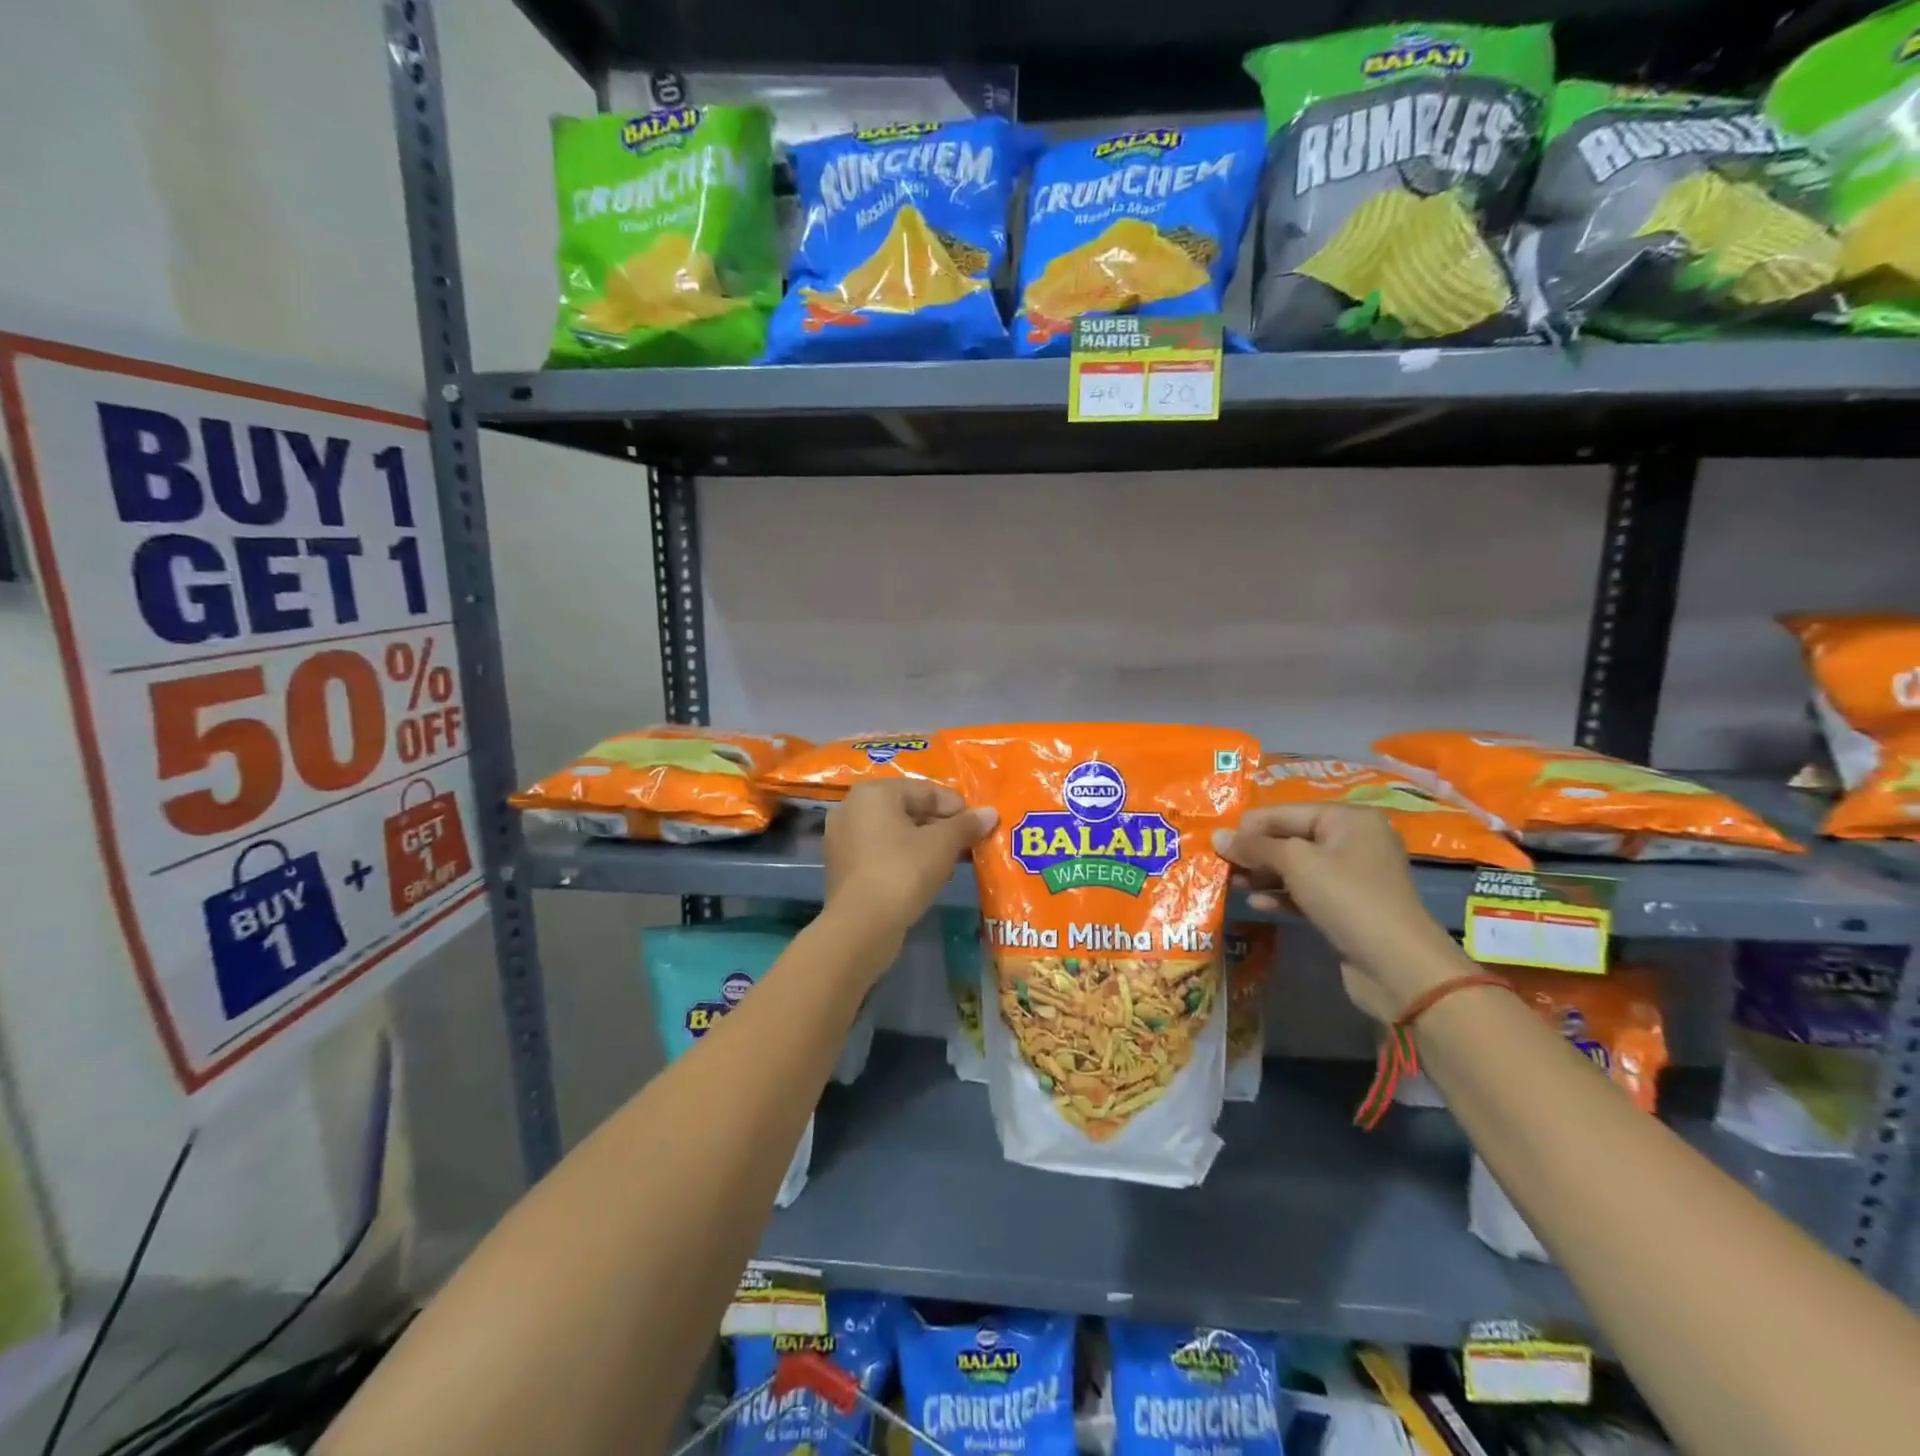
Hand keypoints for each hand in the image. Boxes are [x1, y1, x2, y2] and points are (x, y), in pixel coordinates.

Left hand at [824, 781, 997, 942]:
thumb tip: (990, 813)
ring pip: (895, 832)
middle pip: (908, 809)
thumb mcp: (942, 845)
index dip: (956, 807)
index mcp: (874, 792)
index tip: (978, 825)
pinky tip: (927, 875)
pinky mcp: (843, 866)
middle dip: (941, 826)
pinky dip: (905, 858)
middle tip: (968, 843)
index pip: (925, 790)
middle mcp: (852, 807)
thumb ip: (966, 824)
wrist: (861, 926)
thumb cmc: (903, 872)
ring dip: (925, 843)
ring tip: (952, 860)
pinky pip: (881, 852)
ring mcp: (843, 838)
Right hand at [1213, 804, 1464, 1021]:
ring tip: (1231, 885)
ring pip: (1295, 867)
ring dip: (1262, 875)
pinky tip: (1256, 905)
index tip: (1215, 844)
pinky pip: (1304, 892)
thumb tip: (1217, 837)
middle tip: (1220, 867)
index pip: (1284, 812)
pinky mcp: (1345, 907)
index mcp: (1347, 818)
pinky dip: (1280, 896)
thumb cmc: (1347, 898)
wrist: (1398, 966)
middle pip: (1289, 838)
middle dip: (1254, 852)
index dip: (1249, 827)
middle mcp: (1351, 841)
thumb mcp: (1296, 863)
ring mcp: (1350, 876)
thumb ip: (1255, 847)